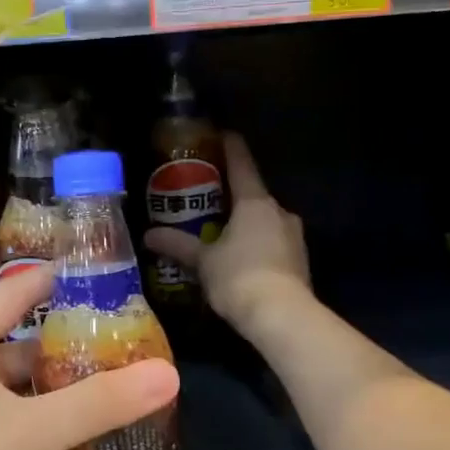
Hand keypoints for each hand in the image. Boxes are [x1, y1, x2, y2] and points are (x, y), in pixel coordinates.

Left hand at [0, 267, 179, 449]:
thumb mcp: (34, 432)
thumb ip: (101, 402)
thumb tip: (170, 372)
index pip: (15, 293)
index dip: (57, 280)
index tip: (103, 276)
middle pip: (21, 343)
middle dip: (69, 346)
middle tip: (125, 346)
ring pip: (17, 388)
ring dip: (58, 390)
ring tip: (114, 390)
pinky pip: (10, 421)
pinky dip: (42, 422)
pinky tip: (81, 436)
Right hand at [145, 133, 311, 337]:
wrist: (282, 315)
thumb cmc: (238, 277)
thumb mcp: (203, 261)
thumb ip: (178, 245)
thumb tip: (148, 235)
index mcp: (255, 202)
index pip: (242, 164)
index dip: (230, 147)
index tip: (222, 134)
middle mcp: (280, 212)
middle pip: (254, 195)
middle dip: (234, 198)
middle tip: (210, 202)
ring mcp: (294, 236)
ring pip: (266, 222)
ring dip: (248, 225)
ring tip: (224, 236)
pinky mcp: (301, 260)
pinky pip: (275, 244)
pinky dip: (259, 247)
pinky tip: (243, 262)